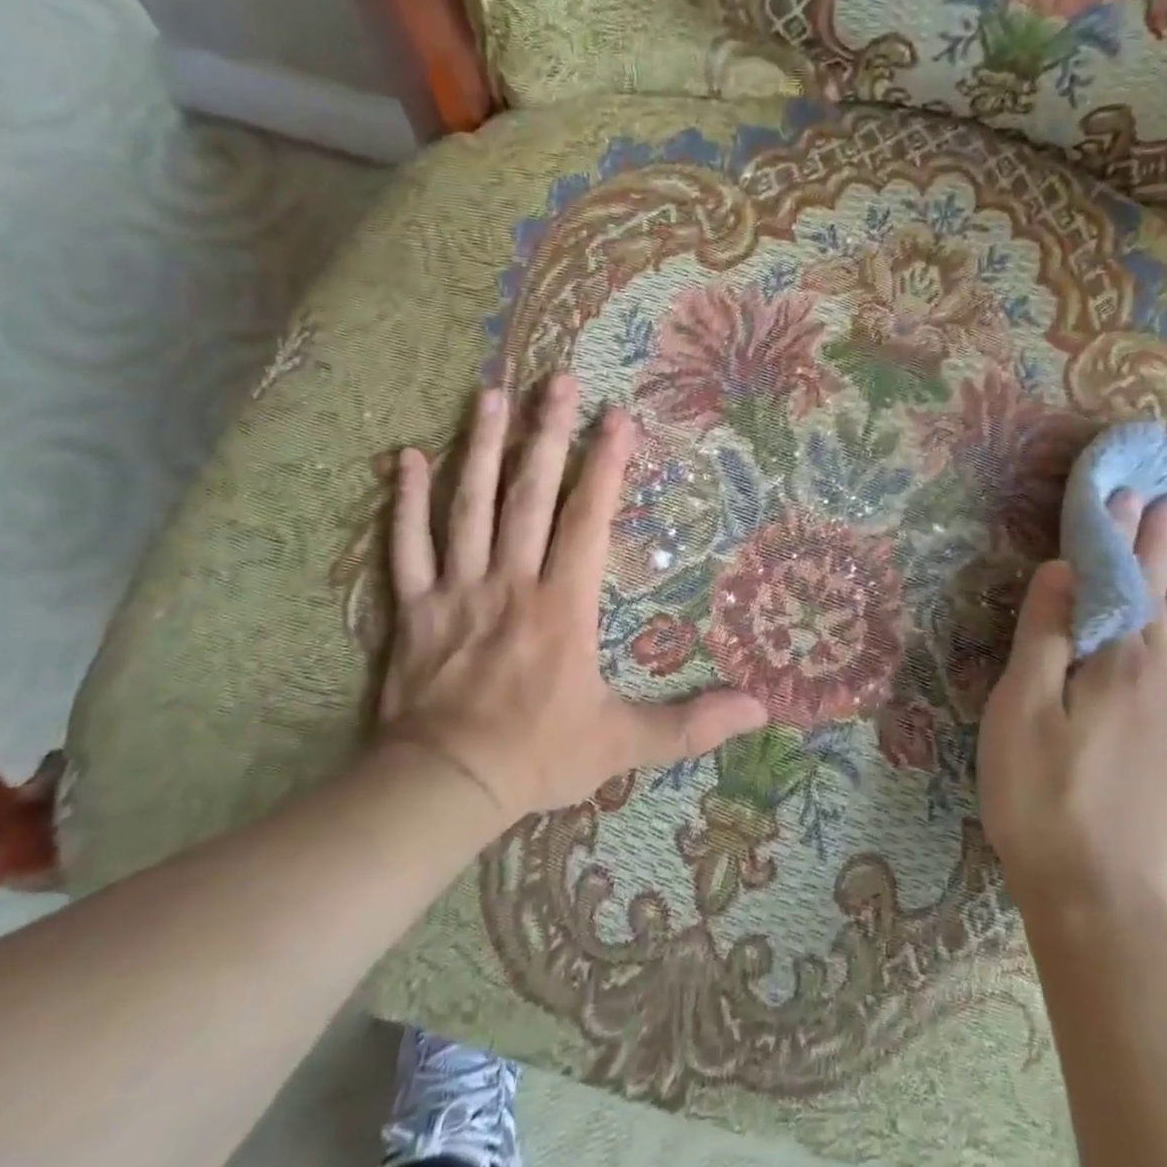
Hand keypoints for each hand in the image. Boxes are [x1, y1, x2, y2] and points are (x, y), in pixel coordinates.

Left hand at [375, 374, 766, 824]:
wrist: (444, 786)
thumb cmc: (539, 757)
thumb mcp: (624, 743)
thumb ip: (691, 724)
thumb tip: (761, 709)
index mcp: (563, 605)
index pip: (587, 519)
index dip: (605, 466)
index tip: (618, 417)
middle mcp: (511, 581)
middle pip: (529, 495)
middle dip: (547, 434)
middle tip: (557, 380)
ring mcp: (457, 590)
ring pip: (468, 506)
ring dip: (480, 448)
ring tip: (489, 395)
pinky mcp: (414, 608)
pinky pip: (405, 546)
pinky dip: (406, 501)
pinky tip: (407, 457)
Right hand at [978, 493, 1166, 919]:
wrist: (1098, 895)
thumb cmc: (1042, 796)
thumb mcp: (1022, 709)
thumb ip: (1045, 635)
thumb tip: (1064, 570)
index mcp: (1120, 664)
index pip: (1123, 583)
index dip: (1120, 538)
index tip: (1126, 494)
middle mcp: (1162, 680)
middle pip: (1164, 601)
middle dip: (1164, 550)